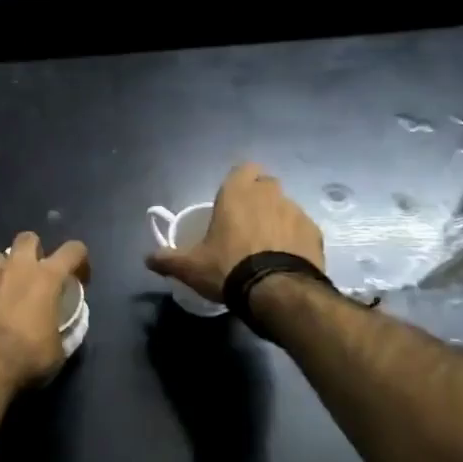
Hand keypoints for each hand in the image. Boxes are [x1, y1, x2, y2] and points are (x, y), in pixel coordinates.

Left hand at [0, 232, 89, 389]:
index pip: (73, 250)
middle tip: (38, 275)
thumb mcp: (59, 350)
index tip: (80, 278)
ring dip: (7, 267)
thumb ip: (65, 329)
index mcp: (46, 278)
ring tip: (9, 289)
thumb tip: (65, 325)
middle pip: (28, 238)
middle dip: (35, 251)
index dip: (80, 260)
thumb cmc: (27, 358)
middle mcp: (16, 268)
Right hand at [145, 162, 323, 302]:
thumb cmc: (228, 268)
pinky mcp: (315, 232)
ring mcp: (296, 211)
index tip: (232, 201)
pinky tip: (286, 259)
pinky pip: (302, 229)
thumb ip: (168, 259)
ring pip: (285, 207)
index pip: (243, 169)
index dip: (239, 182)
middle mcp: (269, 194)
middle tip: (246, 225)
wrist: (278, 292)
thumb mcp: (191, 267)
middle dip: (258, 199)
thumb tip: (147, 259)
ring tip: (267, 247)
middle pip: (266, 186)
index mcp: (238, 193)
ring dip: (277, 220)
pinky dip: (294, 239)